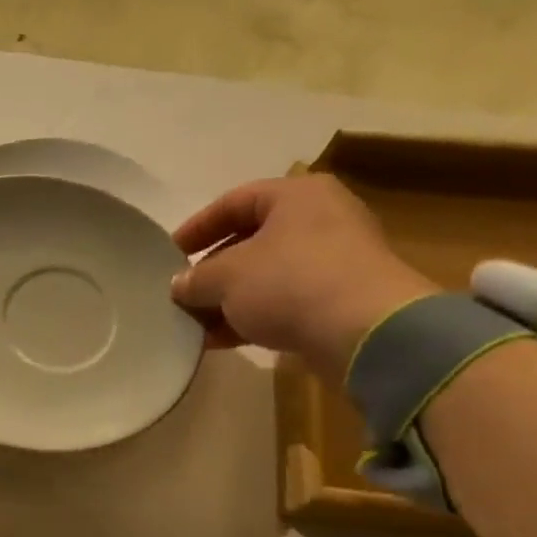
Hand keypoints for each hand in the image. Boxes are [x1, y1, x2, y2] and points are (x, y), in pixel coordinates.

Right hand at [170, 175, 435, 378]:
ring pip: (266, 276)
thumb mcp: (226, 276)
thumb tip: (180, 286)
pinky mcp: (340, 301)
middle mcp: (320, 220)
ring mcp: (334, 262)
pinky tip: (219, 340)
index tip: (170, 253)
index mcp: (297, 195)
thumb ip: (195, 278)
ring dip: (228, 300)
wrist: (366, 332)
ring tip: (194, 323)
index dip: (197, 226)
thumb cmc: (289, 282)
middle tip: (182, 291)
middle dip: (212, 270)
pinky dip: (251, 318)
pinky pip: (284, 303)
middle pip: (251, 241)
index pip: (234, 201)